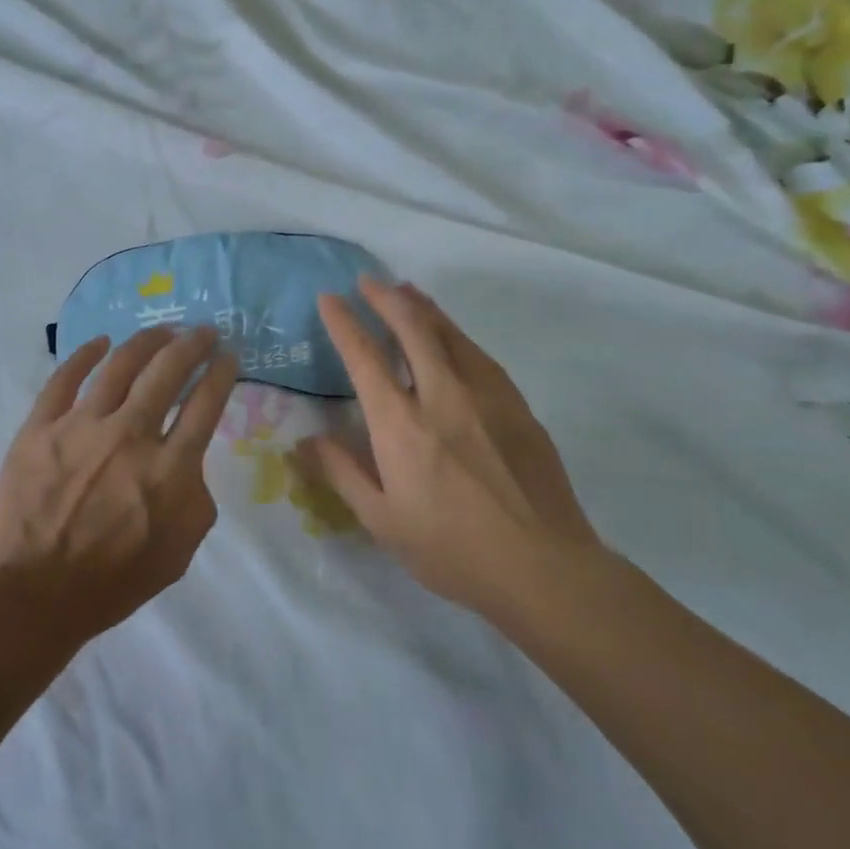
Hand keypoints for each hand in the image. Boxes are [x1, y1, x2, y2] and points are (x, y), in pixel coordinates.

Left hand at [0, 326, 239, 648]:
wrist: (31, 596)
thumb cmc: (111, 583)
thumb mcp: (179, 553)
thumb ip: (196, 499)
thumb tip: (187, 463)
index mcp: (170, 468)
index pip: (205, 403)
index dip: (221, 373)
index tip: (228, 356)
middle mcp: (130, 435)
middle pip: (168, 371)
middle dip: (192, 344)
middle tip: (203, 331)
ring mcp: (81, 426)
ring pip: (120, 365)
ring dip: (146, 341)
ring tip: (161, 330)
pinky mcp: (40, 427)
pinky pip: (64, 378)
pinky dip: (84, 355)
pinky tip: (99, 342)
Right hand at [296, 278, 602, 620]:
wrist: (543, 567)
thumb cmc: (451, 550)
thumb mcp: (382, 521)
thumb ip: (342, 474)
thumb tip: (306, 442)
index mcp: (401, 424)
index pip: (364, 357)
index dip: (343, 322)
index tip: (329, 299)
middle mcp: (442, 395)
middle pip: (412, 328)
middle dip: (386, 298)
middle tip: (368, 281)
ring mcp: (487, 396)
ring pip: (451, 334)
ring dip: (424, 308)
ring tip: (407, 291)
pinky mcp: (518, 407)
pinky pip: (480, 356)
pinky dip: (457, 335)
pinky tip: (454, 337)